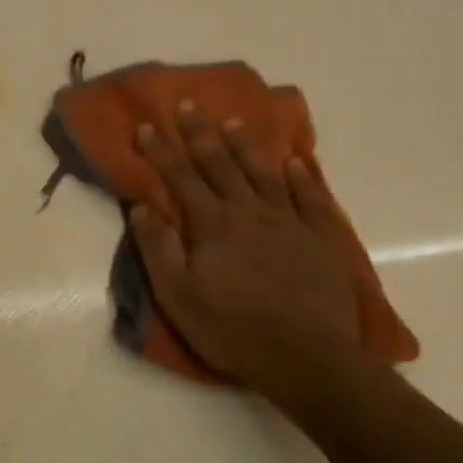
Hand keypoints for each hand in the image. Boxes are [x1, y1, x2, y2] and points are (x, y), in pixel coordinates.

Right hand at [131, 105, 360, 394]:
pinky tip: (294, 162)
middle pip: (221, 166)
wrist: (306, 357)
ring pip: (264, 174)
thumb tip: (142, 207)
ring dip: (247, 146)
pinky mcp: (320, 239)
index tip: (146, 126)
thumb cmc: (231, 329)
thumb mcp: (177, 295)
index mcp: (212, 226)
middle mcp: (250, 213)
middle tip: (189, 105)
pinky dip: (301, 176)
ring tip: (234, 122)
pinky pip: (311, 198)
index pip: (181, 179)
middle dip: (201, 134)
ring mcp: (290, 223)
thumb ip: (158, 248)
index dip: (161, 151)